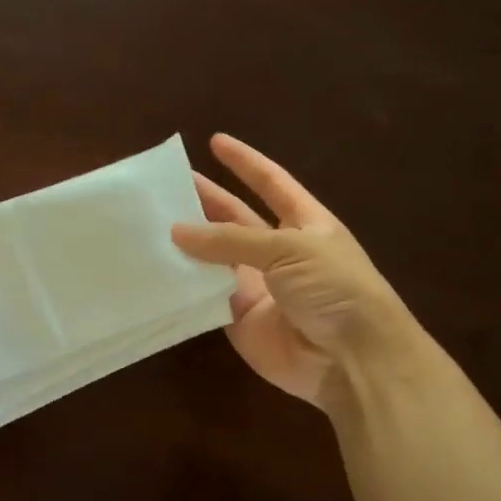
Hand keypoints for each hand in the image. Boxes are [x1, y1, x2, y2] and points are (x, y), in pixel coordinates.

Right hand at [171, 134, 417, 406]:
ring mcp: (257, 286)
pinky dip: (183, 284)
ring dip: (188, 243)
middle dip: (206, 200)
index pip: (271, 183)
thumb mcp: (289, 249)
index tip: (215, 141)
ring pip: (215, 258)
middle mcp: (279, 251)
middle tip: (166, 185)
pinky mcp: (238, 318)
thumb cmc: (334, 288)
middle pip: (236, 219)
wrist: (351, 359)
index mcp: (304, 224)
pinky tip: (154, 269)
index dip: (245, 162)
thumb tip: (177, 230)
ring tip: (149, 222)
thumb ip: (230, 239)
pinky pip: (205, 296)